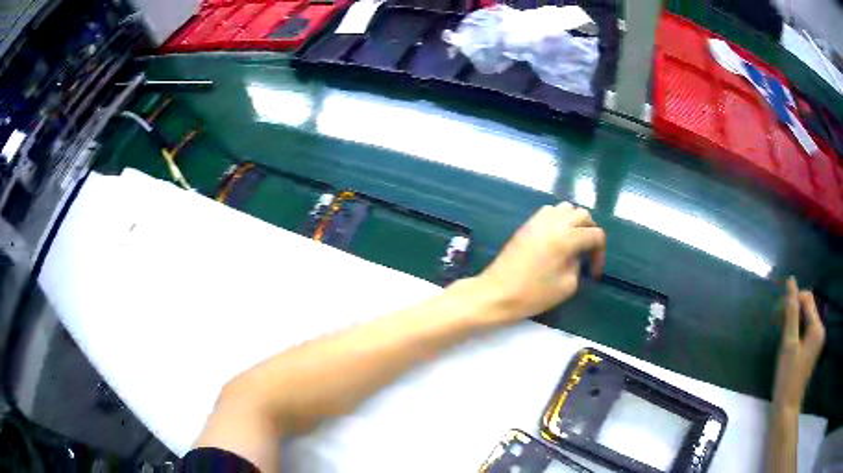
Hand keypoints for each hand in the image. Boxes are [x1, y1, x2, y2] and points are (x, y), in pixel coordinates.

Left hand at [477, 202, 605, 322]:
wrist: (497, 292)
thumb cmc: (533, 294)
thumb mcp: (567, 285)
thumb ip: (578, 265)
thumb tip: (576, 255)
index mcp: (567, 237)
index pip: (595, 234)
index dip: (600, 253)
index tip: (594, 272)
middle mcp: (555, 222)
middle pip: (583, 215)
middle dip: (591, 232)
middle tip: (588, 253)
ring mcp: (538, 220)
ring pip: (566, 208)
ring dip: (575, 221)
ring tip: (573, 242)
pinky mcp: (527, 224)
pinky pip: (549, 211)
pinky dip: (558, 219)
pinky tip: (556, 237)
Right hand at [772, 277, 824, 410]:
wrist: (786, 409)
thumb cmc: (787, 378)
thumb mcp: (788, 344)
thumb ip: (791, 313)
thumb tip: (790, 282)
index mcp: (817, 327)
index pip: (807, 298)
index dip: (794, 299)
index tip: (779, 312)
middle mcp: (820, 330)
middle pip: (808, 308)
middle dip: (794, 311)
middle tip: (778, 324)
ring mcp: (816, 341)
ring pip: (806, 319)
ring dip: (794, 321)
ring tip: (782, 335)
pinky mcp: (812, 350)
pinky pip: (806, 331)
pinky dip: (797, 331)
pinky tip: (788, 344)